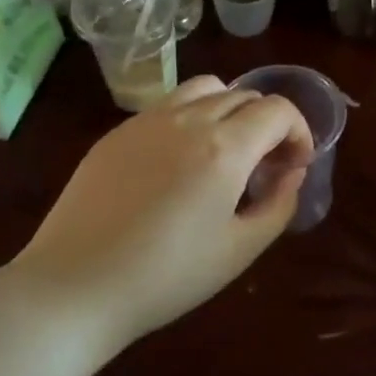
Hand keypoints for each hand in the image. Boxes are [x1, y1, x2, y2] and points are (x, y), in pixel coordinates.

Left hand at [10, 75, 313, 344]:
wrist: (76, 287)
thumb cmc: (167, 277)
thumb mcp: (240, 250)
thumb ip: (279, 204)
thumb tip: (293, 172)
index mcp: (225, 147)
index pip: (278, 110)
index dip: (298, 132)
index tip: (294, 165)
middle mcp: (188, 119)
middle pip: (244, 95)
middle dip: (268, 124)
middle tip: (265, 166)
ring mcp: (148, 120)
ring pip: (205, 88)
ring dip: (229, 109)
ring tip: (224, 151)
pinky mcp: (118, 132)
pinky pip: (168, 106)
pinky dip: (191, 118)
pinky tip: (179, 162)